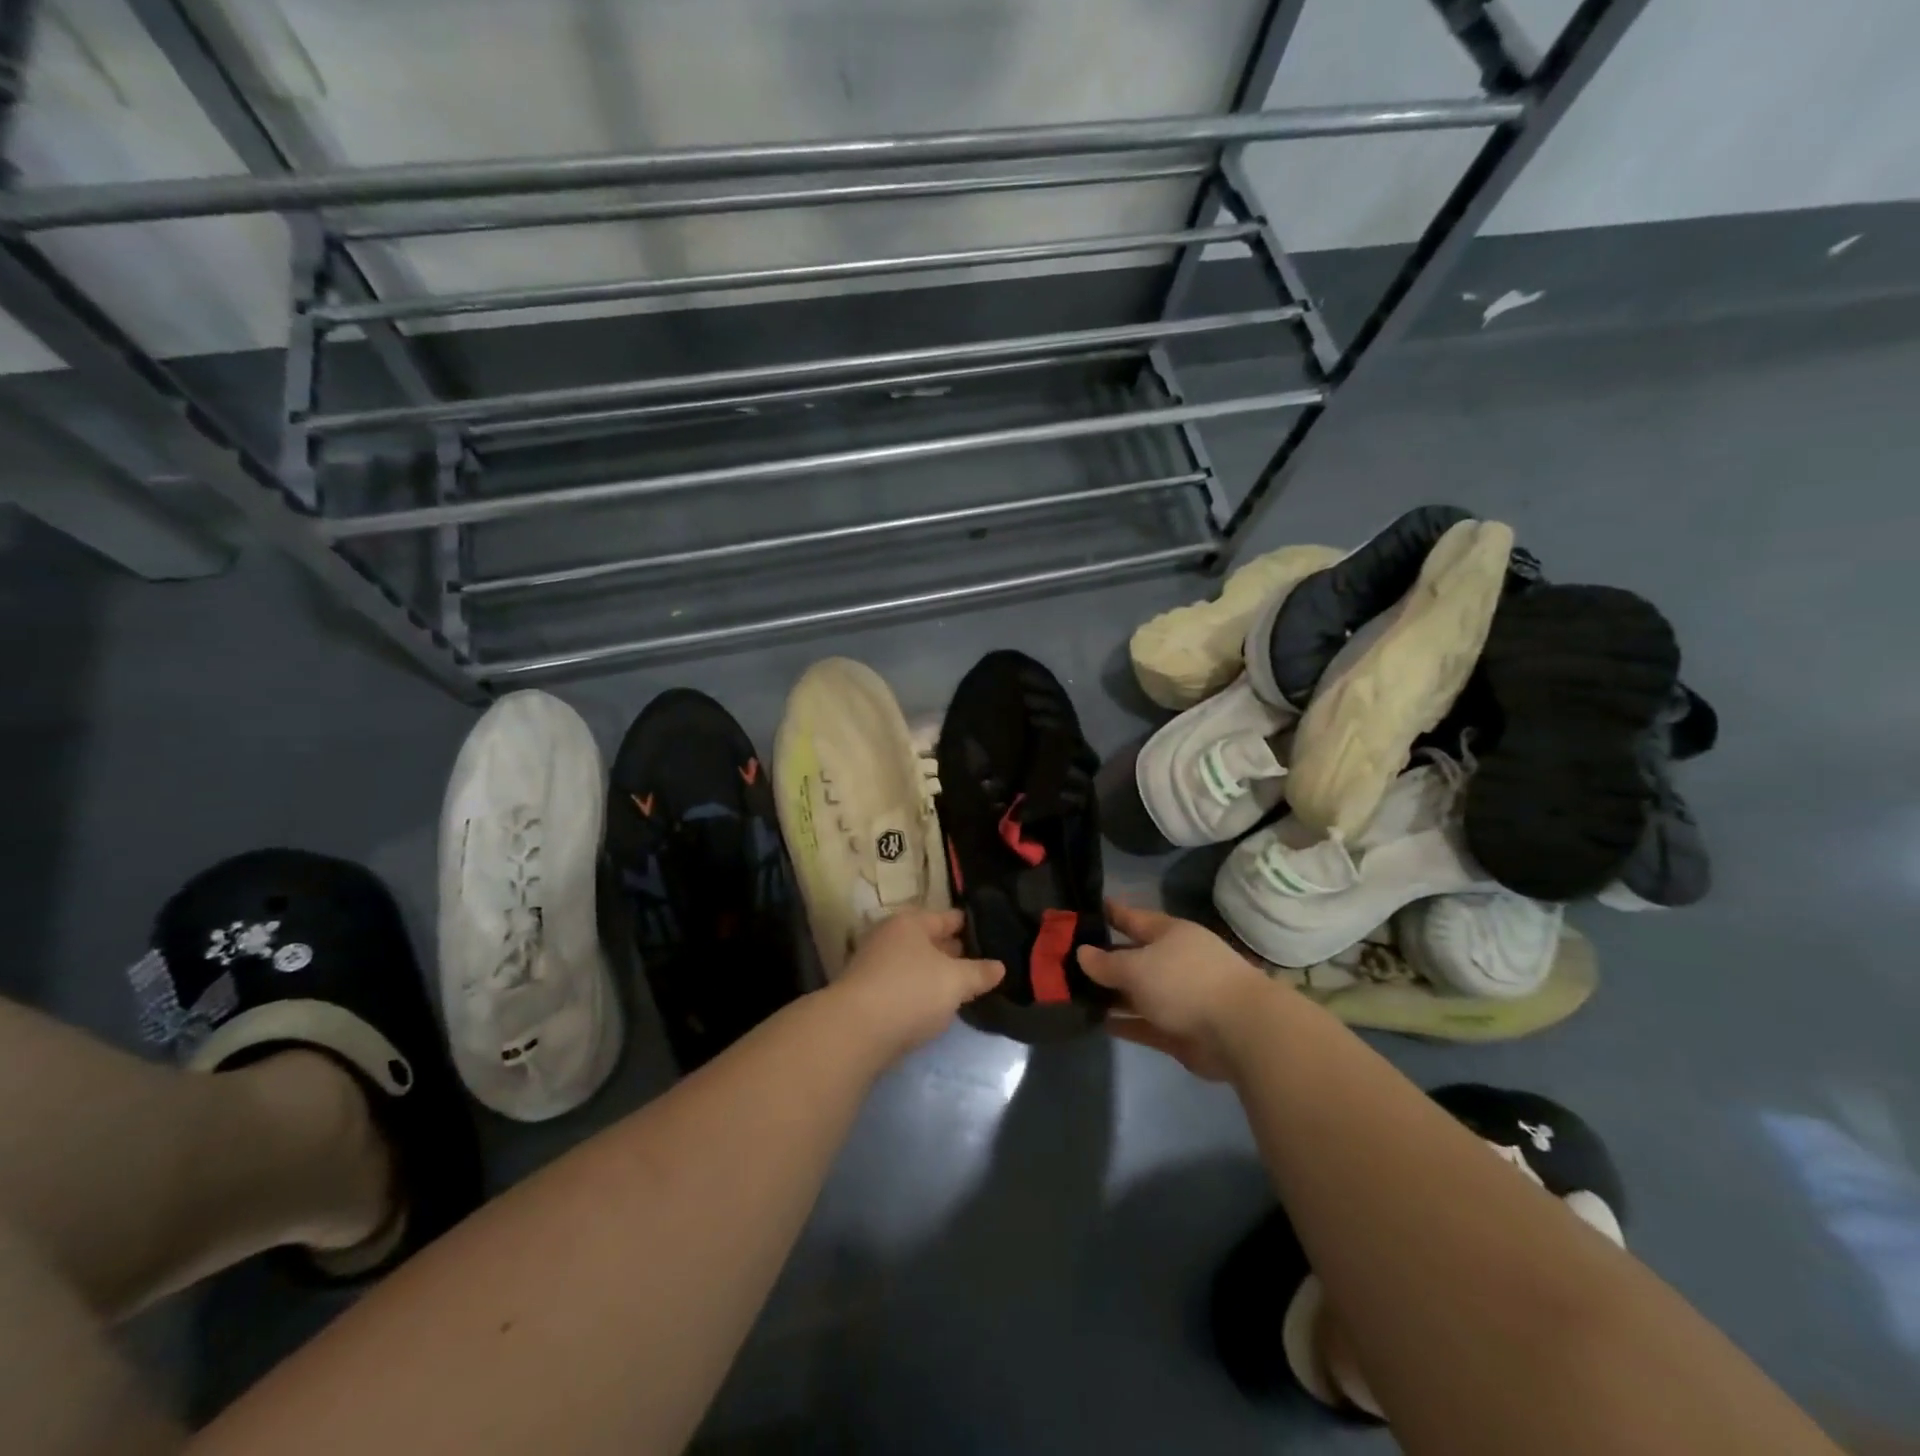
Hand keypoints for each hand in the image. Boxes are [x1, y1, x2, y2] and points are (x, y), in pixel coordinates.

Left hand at [831, 909, 1003, 1062]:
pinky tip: (934, 1004)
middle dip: (952, 950)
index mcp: (911, 922)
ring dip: (935, 972)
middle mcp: (889, 936)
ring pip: (915, 963)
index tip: (989, 932)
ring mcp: (874, 964)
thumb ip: (979, 973)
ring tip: (961, 984)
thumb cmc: (911, 992)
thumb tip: (999, 966)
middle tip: (980, 960)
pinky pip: (903, 984)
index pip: (947, 918)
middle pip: (928, 939)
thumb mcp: (955, 981)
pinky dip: (919, 990)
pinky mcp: (867, 993)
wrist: (855, 1031)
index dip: (968, 925)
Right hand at [1078, 900, 1270, 1079]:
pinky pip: (1145, 1024)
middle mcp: (1174, 961)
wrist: (1239, 1032)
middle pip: (1134, 957)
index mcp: (1169, 934)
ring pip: (1138, 993)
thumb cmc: (1185, 982)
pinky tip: (1099, 1023)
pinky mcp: (1180, 1031)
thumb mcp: (1137, 967)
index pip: (1133, 918)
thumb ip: (1107, 963)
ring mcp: (1179, 997)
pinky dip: (1125, 1023)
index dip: (1109, 914)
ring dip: (1112, 995)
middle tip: (1067, 960)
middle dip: (1104, 960)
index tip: (1083, 911)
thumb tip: (1082, 952)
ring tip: (1076, 995)